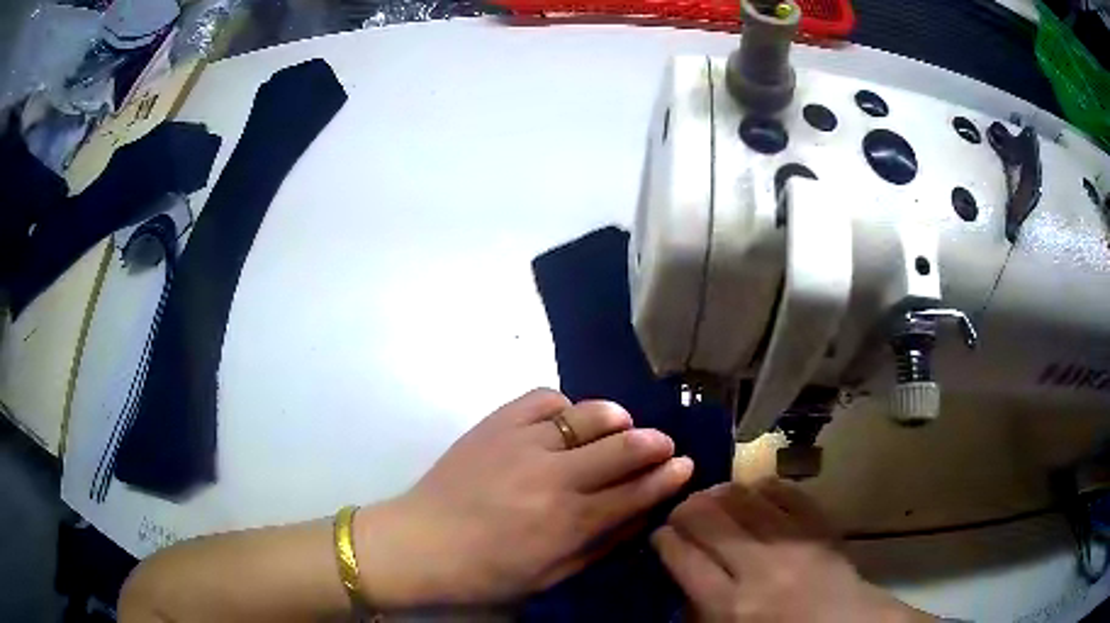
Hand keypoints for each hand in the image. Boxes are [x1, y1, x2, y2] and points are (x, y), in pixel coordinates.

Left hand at [356, 389, 692, 607]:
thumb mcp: (551, 575)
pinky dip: (564, 405)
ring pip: (587, 415)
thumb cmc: (487, 572)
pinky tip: (566, 419)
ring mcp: (521, 444)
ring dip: (614, 418)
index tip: (685, 464)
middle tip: (664, 443)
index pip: (635, 492)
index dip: (667, 476)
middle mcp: (552, 477)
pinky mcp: (495, 423)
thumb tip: (642, 516)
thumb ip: (601, 545)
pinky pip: (543, 398)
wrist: (419, 543)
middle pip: (622, 447)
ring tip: (621, 426)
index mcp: (567, 522)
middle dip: (654, 442)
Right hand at [651, 479, 935, 622]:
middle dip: (685, 509)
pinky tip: (754, 494)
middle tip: (682, 514)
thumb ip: (698, 608)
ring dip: (719, 493)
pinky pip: (784, 492)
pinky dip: (763, 487)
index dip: (663, 540)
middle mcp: (757, 569)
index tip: (660, 536)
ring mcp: (792, 542)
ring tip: (713, 499)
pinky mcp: (818, 525)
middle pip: (707, 519)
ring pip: (743, 498)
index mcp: (729, 606)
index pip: (682, 557)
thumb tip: (681, 572)